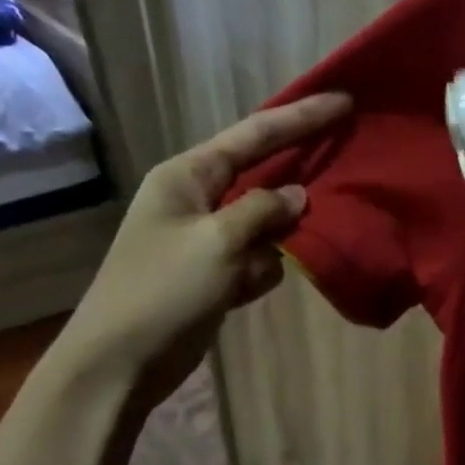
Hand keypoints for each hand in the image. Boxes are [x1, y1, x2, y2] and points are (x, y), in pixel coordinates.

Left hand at [56, 93, 351, 399]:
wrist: (120, 363)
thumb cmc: (163, 292)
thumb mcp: (219, 242)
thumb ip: (264, 211)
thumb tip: (298, 196)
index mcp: (187, 176)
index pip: (255, 135)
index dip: (301, 117)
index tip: (344, 102)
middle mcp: (197, 198)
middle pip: (263, 175)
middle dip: (297, 179)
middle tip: (345, 167)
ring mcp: (206, 238)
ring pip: (266, 223)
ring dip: (275, 243)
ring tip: (259, 265)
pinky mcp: (215, 272)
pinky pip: (258, 258)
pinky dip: (260, 272)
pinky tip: (243, 291)